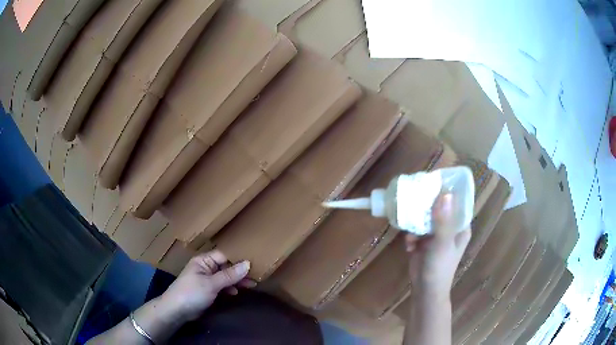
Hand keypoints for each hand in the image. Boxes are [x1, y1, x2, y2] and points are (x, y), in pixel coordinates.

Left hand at [158, 250, 254, 321]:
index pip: (225, 255)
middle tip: (257, 275)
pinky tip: (236, 292)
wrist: (177, 310)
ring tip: (252, 284)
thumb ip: (230, 275)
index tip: (256, 262)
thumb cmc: (192, 293)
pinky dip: (230, 288)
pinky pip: (222, 286)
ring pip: (225, 276)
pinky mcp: (207, 290)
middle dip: (240, 271)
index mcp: (204, 260)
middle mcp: (206, 267)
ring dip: (237, 280)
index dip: (239, 258)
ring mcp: (206, 279)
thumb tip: (248, 263)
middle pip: (226, 266)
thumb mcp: (212, 284)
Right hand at [405, 194, 470, 298]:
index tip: (433, 181)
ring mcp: (435, 235)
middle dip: (426, 205)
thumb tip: (445, 194)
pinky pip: (415, 230)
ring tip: (410, 229)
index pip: (456, 203)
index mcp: (460, 226)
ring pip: (424, 218)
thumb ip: (443, 220)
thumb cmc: (440, 267)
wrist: (425, 290)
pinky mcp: (422, 241)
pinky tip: (409, 246)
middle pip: (438, 208)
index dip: (446, 191)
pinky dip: (410, 236)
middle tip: (414, 198)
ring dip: (415, 223)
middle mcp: (449, 227)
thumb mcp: (442, 243)